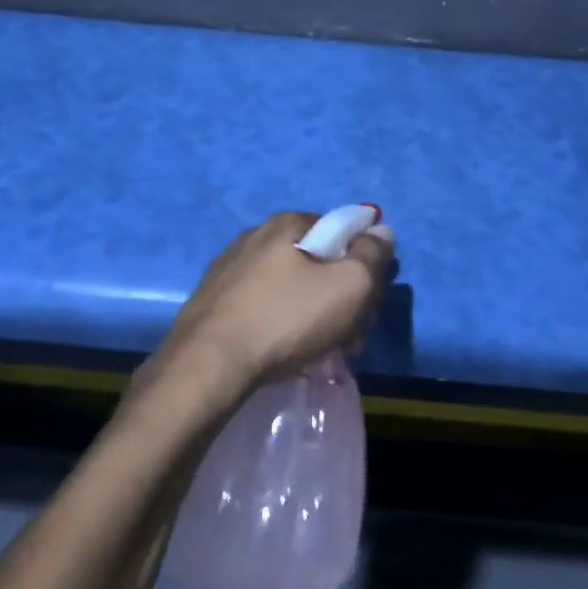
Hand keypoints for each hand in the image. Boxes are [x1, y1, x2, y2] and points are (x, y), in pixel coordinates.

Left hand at [146, 212, 395, 403]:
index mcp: (288, 223)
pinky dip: (280, 324)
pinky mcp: (214, 301)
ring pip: (291, 287)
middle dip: (340, 297)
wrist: (207, 366)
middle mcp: (256, 236)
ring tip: (316, 351)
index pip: (343, 232)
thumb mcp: (349, 286)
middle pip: (318, 261)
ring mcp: (230, 268)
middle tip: (347, 336)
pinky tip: (282, 352)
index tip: (366, 304)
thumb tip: (380, 230)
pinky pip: (263, 305)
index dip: (364, 267)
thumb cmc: (286, 319)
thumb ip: (372, 255)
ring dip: (313, 315)